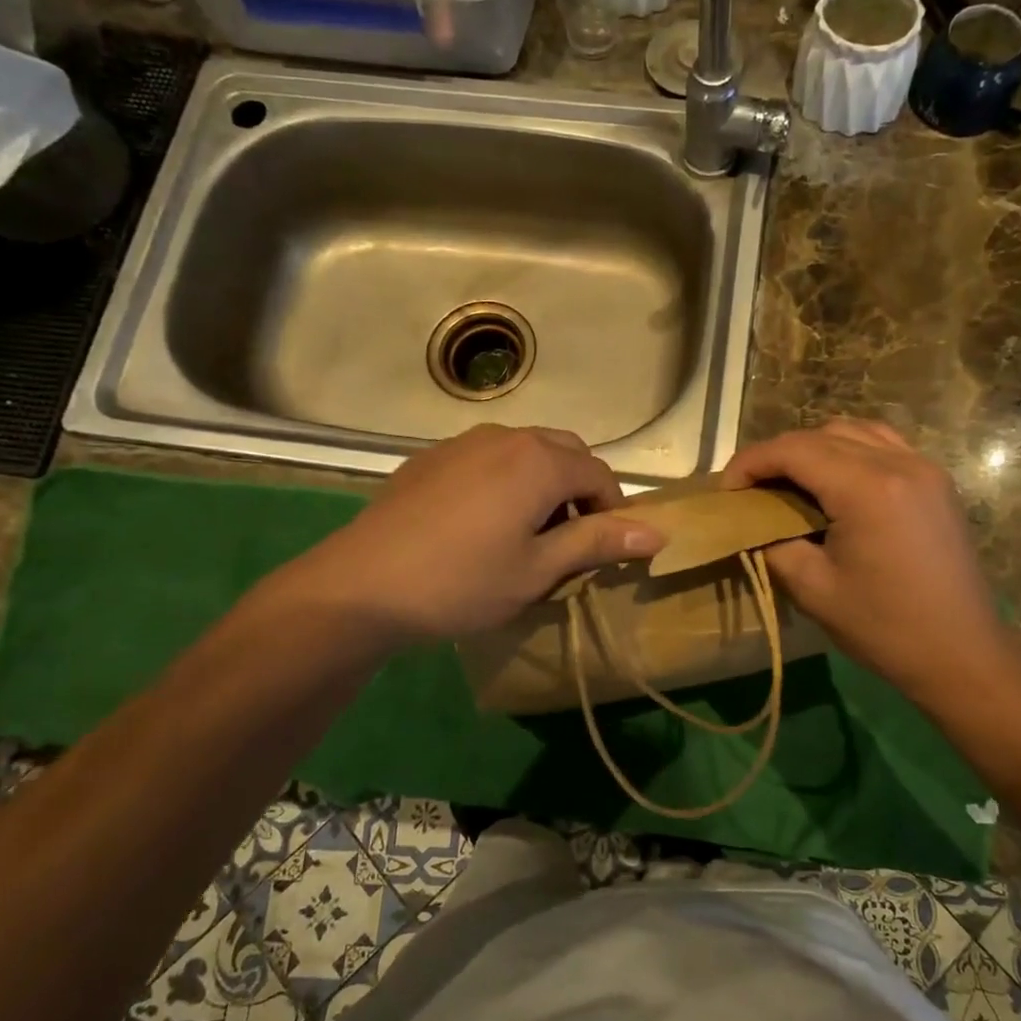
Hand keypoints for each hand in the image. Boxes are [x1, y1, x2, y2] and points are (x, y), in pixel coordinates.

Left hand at [266, 425, 664, 644]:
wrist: (361, 585)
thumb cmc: (462, 581)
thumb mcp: (538, 570)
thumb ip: (598, 542)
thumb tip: (658, 532)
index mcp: (540, 460)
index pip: (601, 474)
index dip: (613, 512)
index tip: (603, 552)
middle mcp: (506, 436)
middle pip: (566, 451)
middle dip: (580, 489)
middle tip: (567, 540)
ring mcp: (463, 442)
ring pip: (525, 450)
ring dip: (542, 482)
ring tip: (525, 531)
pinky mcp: (431, 457)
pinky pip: (487, 457)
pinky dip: (504, 480)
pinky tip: (479, 522)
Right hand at [722, 420, 1010, 706]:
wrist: (962, 652)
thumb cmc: (884, 627)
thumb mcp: (812, 589)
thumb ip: (773, 543)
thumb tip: (751, 522)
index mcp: (867, 489)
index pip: (794, 450)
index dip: (750, 462)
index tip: (726, 490)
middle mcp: (898, 463)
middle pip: (821, 434)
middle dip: (777, 455)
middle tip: (751, 490)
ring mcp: (923, 467)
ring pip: (853, 430)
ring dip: (813, 447)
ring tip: (790, 482)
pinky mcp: (935, 480)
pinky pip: (883, 443)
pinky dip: (849, 450)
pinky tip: (835, 481)